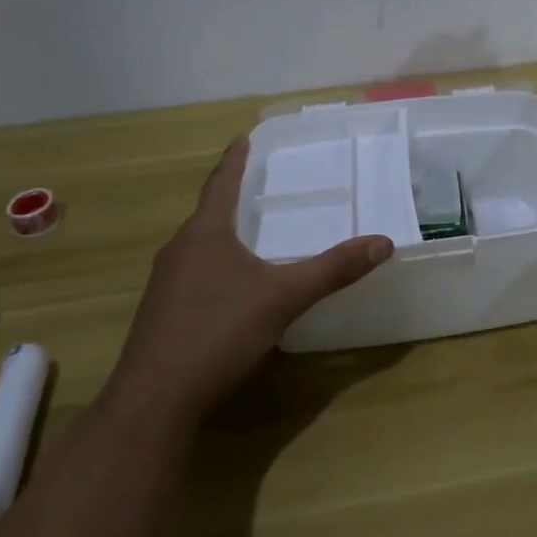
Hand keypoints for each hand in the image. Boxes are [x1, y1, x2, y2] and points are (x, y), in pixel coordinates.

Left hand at [106, 138, 393, 425]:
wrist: (154, 399)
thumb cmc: (219, 332)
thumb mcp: (284, 298)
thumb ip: (333, 270)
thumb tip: (383, 242)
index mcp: (205, 234)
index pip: (221, 184)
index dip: (234, 160)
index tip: (242, 137)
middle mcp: (179, 250)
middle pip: (207, 213)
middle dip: (230, 196)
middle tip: (256, 184)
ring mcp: (164, 284)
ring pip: (198, 245)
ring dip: (221, 233)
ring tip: (247, 230)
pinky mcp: (161, 313)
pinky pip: (192, 273)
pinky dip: (214, 264)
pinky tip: (230, 285)